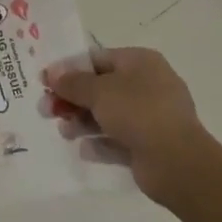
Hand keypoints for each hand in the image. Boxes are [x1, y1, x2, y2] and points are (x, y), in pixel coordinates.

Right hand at [46, 47, 218, 210]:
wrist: (177, 162)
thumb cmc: (138, 112)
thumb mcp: (99, 91)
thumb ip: (72, 82)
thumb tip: (52, 73)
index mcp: (140, 63)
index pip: (97, 59)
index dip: (69, 69)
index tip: (44, 81)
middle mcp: (147, 86)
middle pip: (100, 88)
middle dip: (71, 99)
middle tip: (46, 110)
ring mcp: (150, 117)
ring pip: (107, 115)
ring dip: (82, 122)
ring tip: (64, 132)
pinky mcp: (149, 145)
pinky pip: (118, 140)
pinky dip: (100, 144)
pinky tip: (84, 150)